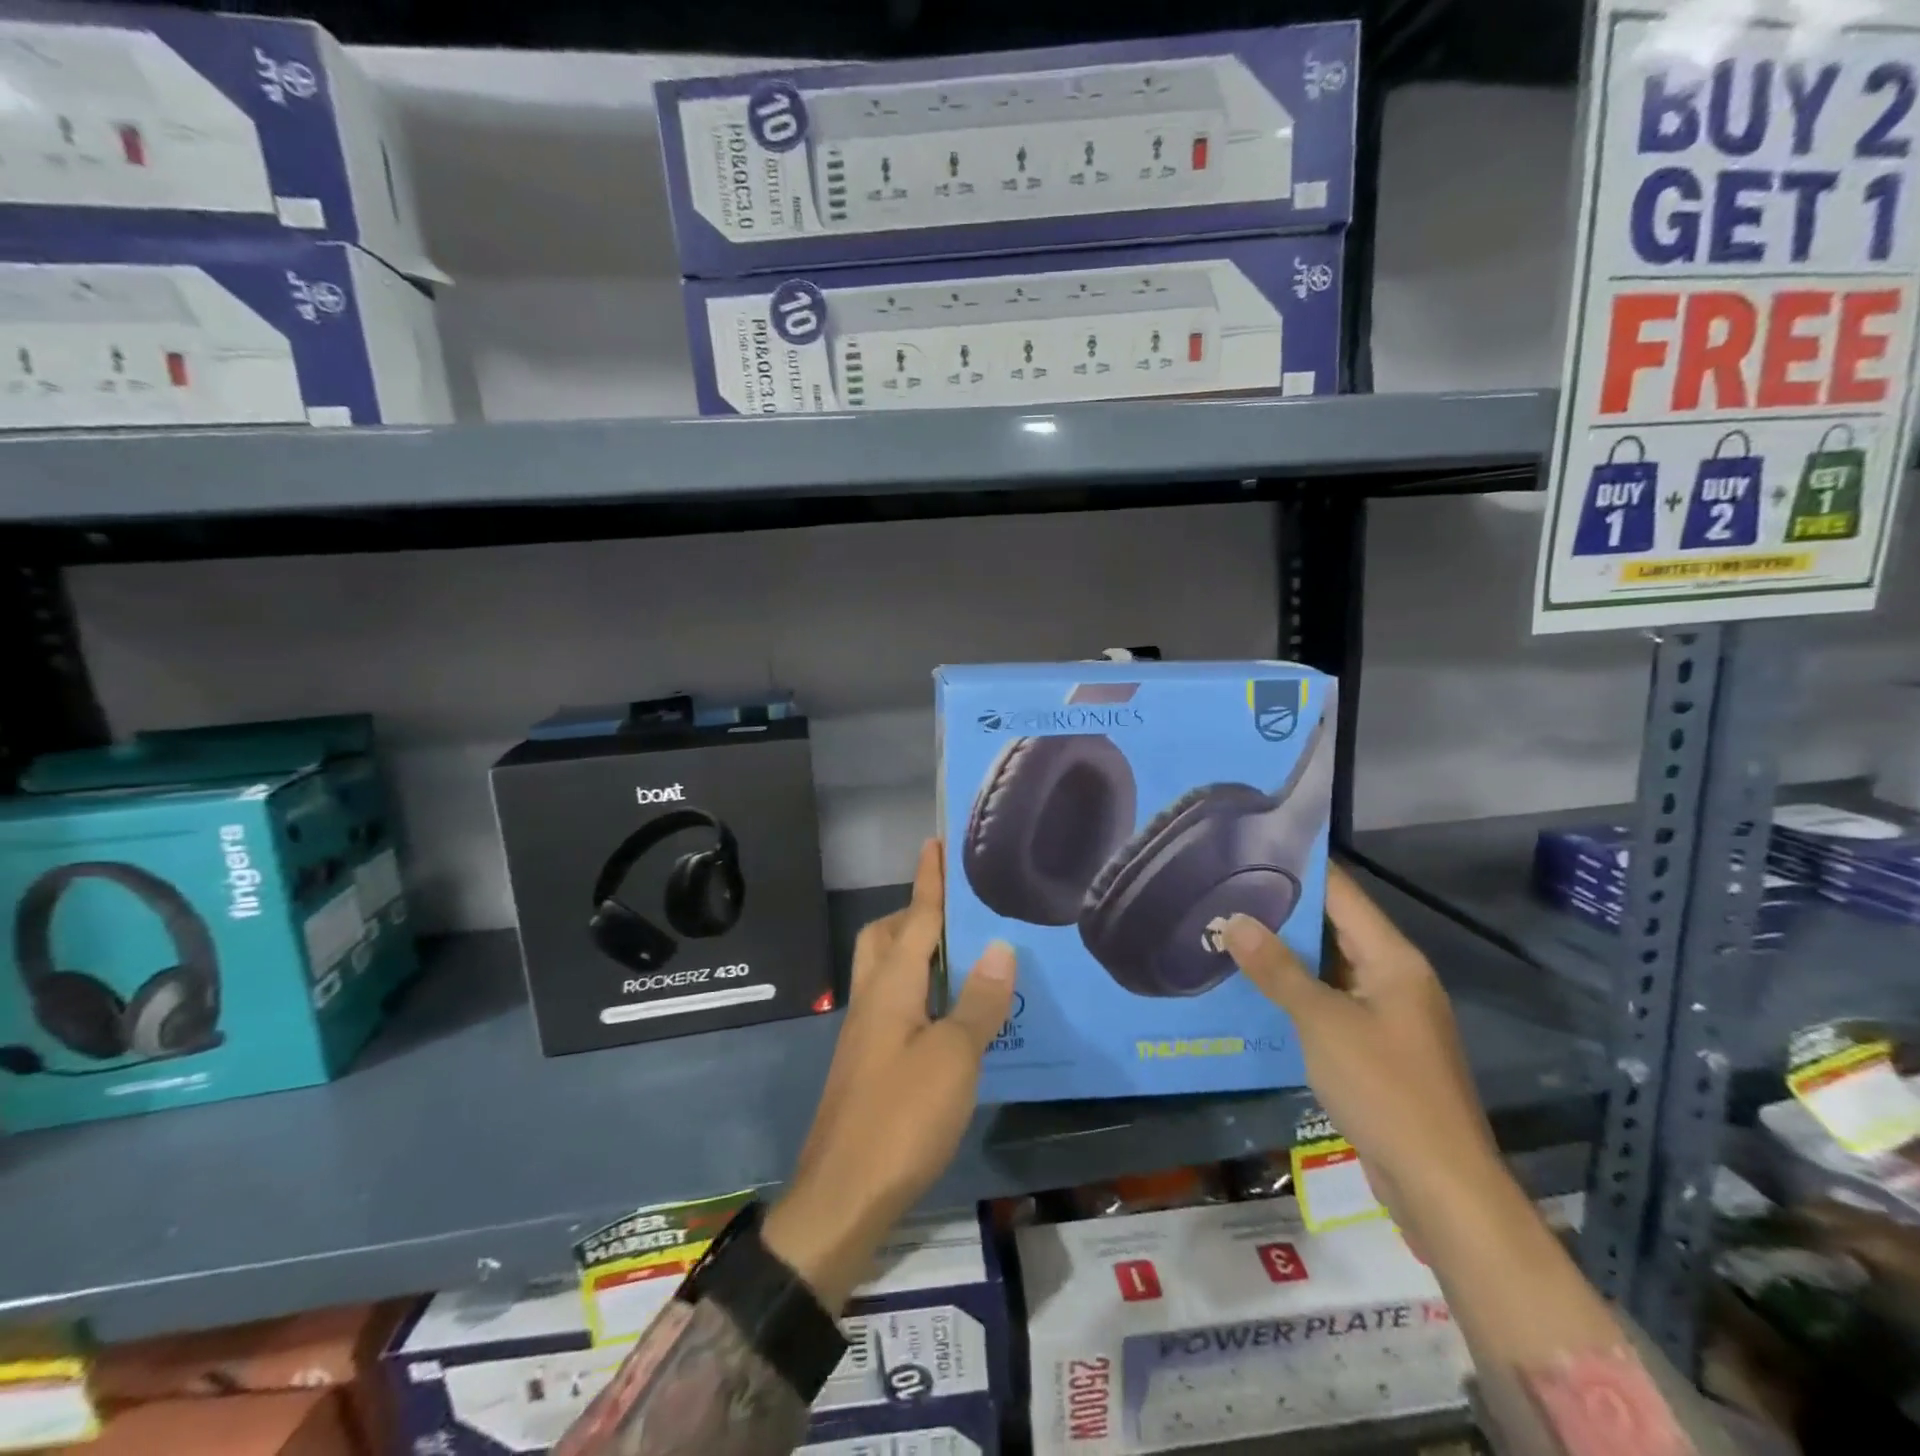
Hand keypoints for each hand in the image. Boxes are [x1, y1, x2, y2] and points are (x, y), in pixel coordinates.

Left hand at [764, 840, 1015, 1309]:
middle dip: (916, 913)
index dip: (928, 880)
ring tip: (964, 956)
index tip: (934, 843)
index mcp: (890, 986)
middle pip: (887, 938)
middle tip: (957, 910)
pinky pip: (896, 1005)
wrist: (842, 1198)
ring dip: (919, 953)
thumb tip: (999, 947)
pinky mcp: (871, 1064)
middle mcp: (872, 1000)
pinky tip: (952, 1015)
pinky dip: (922, 993)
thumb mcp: (953, 1058)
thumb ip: (977, 1002)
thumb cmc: (901, 1119)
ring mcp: (867, 1034)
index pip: (916, 918)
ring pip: (888, 972)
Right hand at [1220, 864, 1500, 1235]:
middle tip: (1224, 892)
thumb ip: (1277, 970)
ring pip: (1330, 967)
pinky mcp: (1378, 1049)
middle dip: (1283, 912)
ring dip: (1286, 954)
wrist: (1441, 1187)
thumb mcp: (1322, 1023)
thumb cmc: (1385, 1090)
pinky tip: (1256, 990)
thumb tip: (1235, 919)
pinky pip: (1332, 1003)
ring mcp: (1389, 1016)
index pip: (1342, 893)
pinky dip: (1298, 992)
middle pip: (1335, 927)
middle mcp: (1395, 978)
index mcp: (1394, 960)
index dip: (1299, 868)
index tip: (1249, 850)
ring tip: (1230, 933)